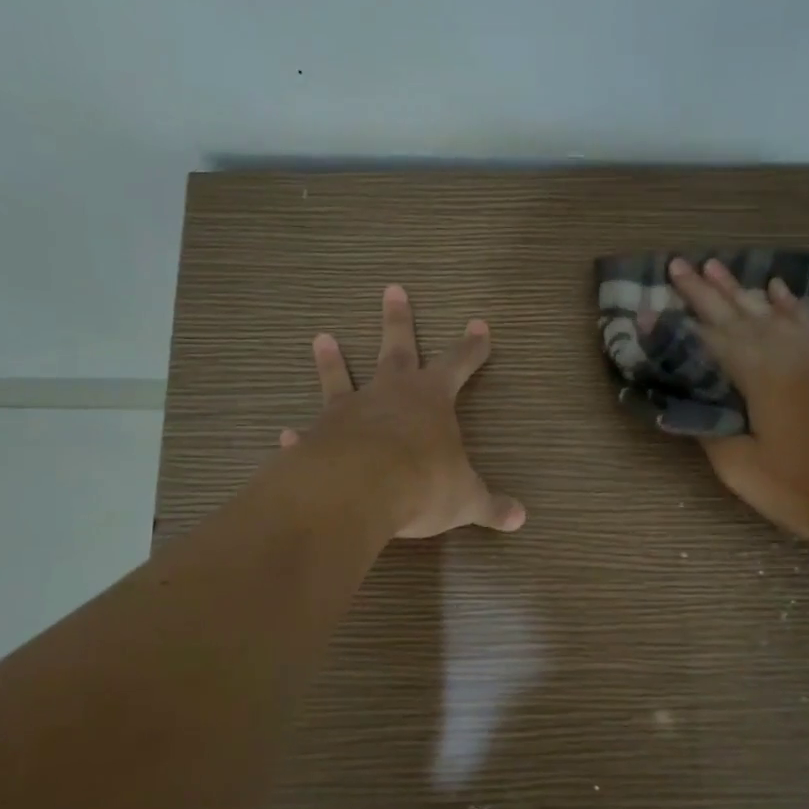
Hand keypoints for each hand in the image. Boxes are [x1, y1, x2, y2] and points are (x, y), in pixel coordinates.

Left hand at [279, 285, 526, 539]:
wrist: (357, 491)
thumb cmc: (422, 483)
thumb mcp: (465, 498)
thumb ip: (490, 505)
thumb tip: (521, 519)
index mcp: (431, 399)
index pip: (459, 364)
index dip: (472, 347)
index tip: (479, 325)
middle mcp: (389, 394)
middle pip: (397, 348)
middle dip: (399, 320)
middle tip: (393, 289)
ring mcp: (349, 411)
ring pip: (341, 376)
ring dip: (333, 359)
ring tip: (321, 337)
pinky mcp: (317, 436)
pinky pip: (310, 431)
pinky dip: (301, 434)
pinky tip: (287, 433)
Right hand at [668, 257, 808, 545]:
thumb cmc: (806, 488)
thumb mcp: (743, 470)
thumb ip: (711, 432)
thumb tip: (689, 407)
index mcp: (759, 374)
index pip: (707, 341)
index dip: (676, 326)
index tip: (648, 308)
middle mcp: (786, 351)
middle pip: (737, 314)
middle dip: (703, 290)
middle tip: (677, 264)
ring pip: (770, 310)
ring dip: (740, 289)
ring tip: (715, 266)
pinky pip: (807, 320)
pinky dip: (788, 303)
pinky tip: (776, 288)